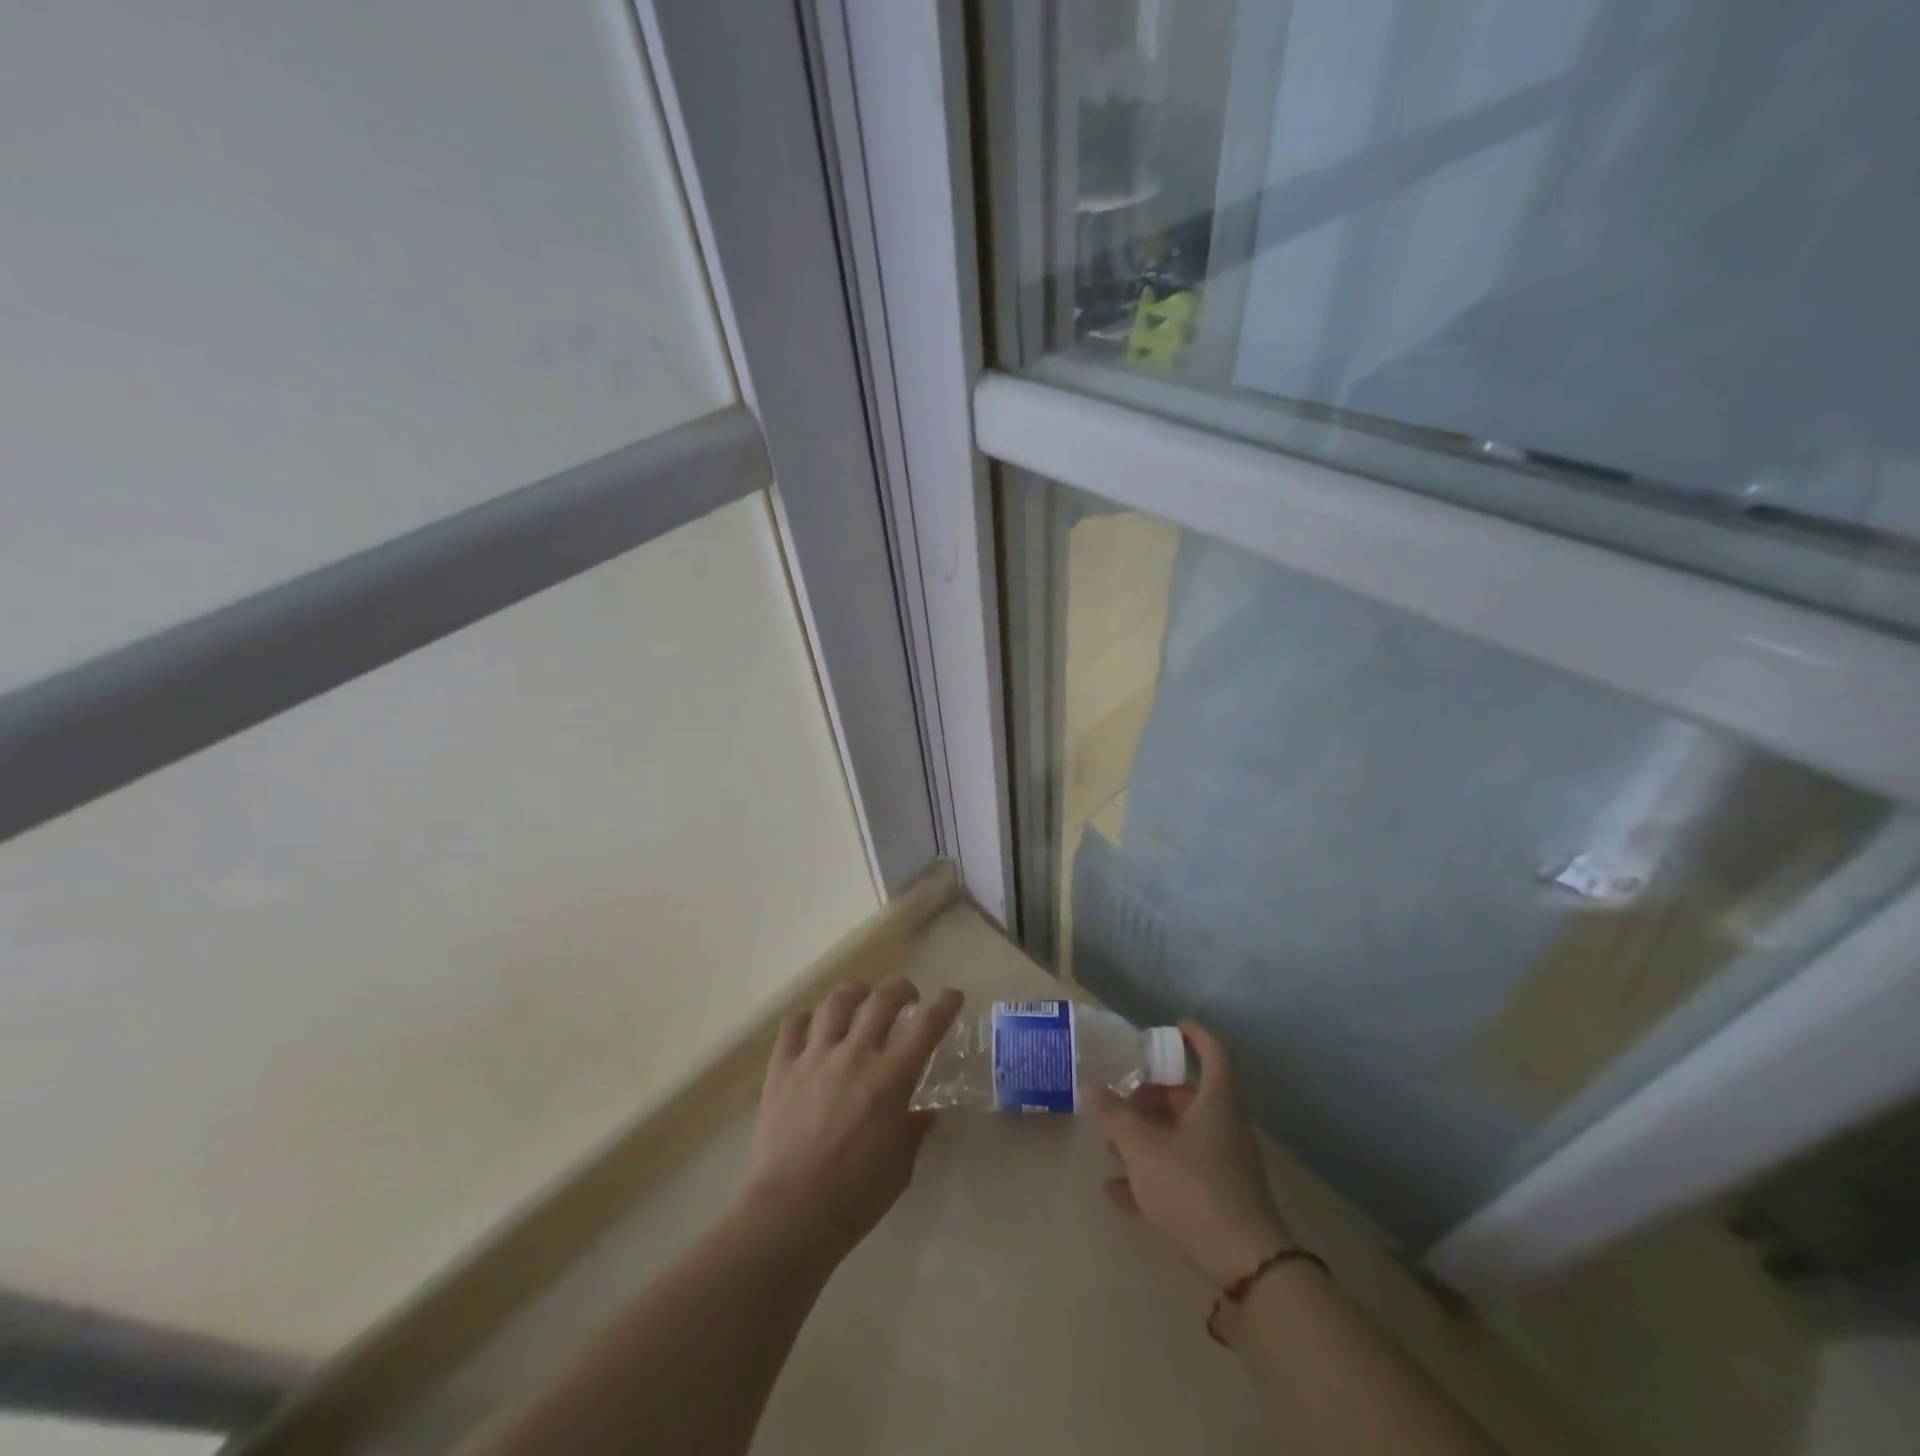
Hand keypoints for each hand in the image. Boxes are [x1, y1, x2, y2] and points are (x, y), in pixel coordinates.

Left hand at [738, 978, 963, 1264]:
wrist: (791, 1214)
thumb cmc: (856, 1197)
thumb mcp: (902, 1165)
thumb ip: (915, 1128)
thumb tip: (926, 1110)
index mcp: (891, 1079)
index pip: (927, 1026)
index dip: (945, 1005)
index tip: (953, 996)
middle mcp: (855, 1055)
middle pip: (882, 999)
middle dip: (901, 988)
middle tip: (907, 996)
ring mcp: (815, 1057)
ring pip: (837, 1002)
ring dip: (856, 992)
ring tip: (862, 997)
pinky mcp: (782, 1067)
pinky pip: (794, 1024)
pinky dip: (808, 1017)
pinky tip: (815, 1024)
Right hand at [1096, 1022, 1293, 1286]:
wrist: (1245, 1268)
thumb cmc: (1193, 1188)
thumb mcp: (1143, 1148)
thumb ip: (1114, 1115)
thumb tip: (1092, 1085)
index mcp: (1216, 1104)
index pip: (1213, 1055)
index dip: (1195, 1037)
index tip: (1173, 1028)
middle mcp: (1223, 1129)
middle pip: (1187, 1099)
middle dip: (1150, 1096)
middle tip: (1119, 1098)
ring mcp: (1223, 1168)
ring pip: (1180, 1138)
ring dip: (1145, 1137)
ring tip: (1109, 1145)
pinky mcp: (1217, 1203)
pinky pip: (1179, 1175)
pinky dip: (1150, 1175)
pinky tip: (1115, 1191)